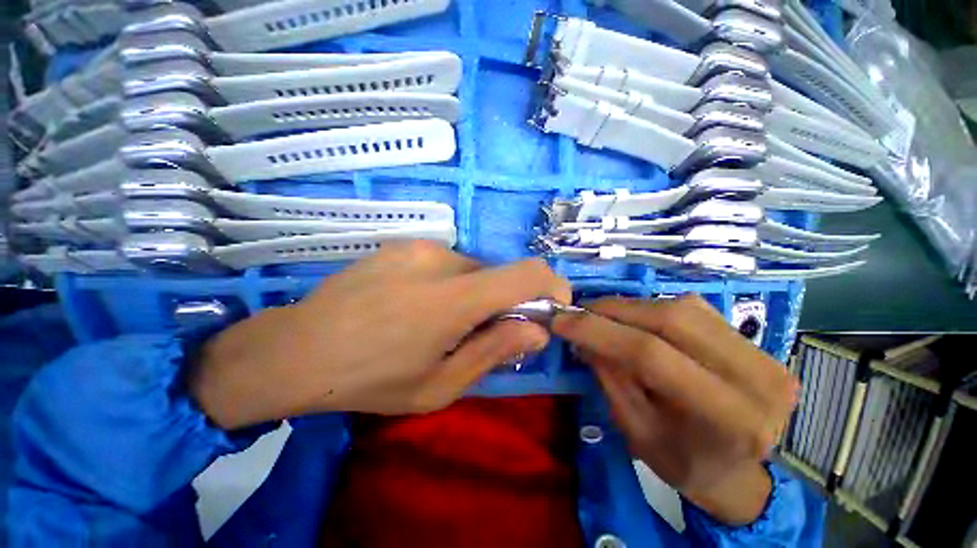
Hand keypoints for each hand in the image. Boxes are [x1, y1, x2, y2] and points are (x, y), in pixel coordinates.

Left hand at [190, 241, 570, 429]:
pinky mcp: (403, 245)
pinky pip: (447, 264)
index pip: (526, 274)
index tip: (551, 308)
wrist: (295, 350)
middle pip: (498, 275)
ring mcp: (419, 248)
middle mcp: (441, 259)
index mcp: (453, 297)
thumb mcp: (439, 386)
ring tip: (439, 324)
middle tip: (478, 334)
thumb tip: (538, 330)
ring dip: (473, 296)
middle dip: (502, 303)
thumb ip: (494, 352)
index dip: (551, 286)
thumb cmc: (369, 380)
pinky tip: (416, 306)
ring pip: (472, 270)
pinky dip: (450, 284)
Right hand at [553, 295, 798, 524]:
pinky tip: (633, 318)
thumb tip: (583, 335)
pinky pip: (691, 308)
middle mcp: (756, 378)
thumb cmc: (684, 463)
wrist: (738, 470)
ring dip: (630, 306)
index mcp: (730, 419)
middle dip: (613, 310)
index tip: (561, 320)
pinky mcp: (752, 339)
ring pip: (681, 307)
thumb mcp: (635, 430)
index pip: (651, 355)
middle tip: (579, 311)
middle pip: (670, 319)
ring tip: (600, 314)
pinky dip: (652, 307)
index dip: (598, 331)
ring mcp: (762, 353)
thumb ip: (610, 377)